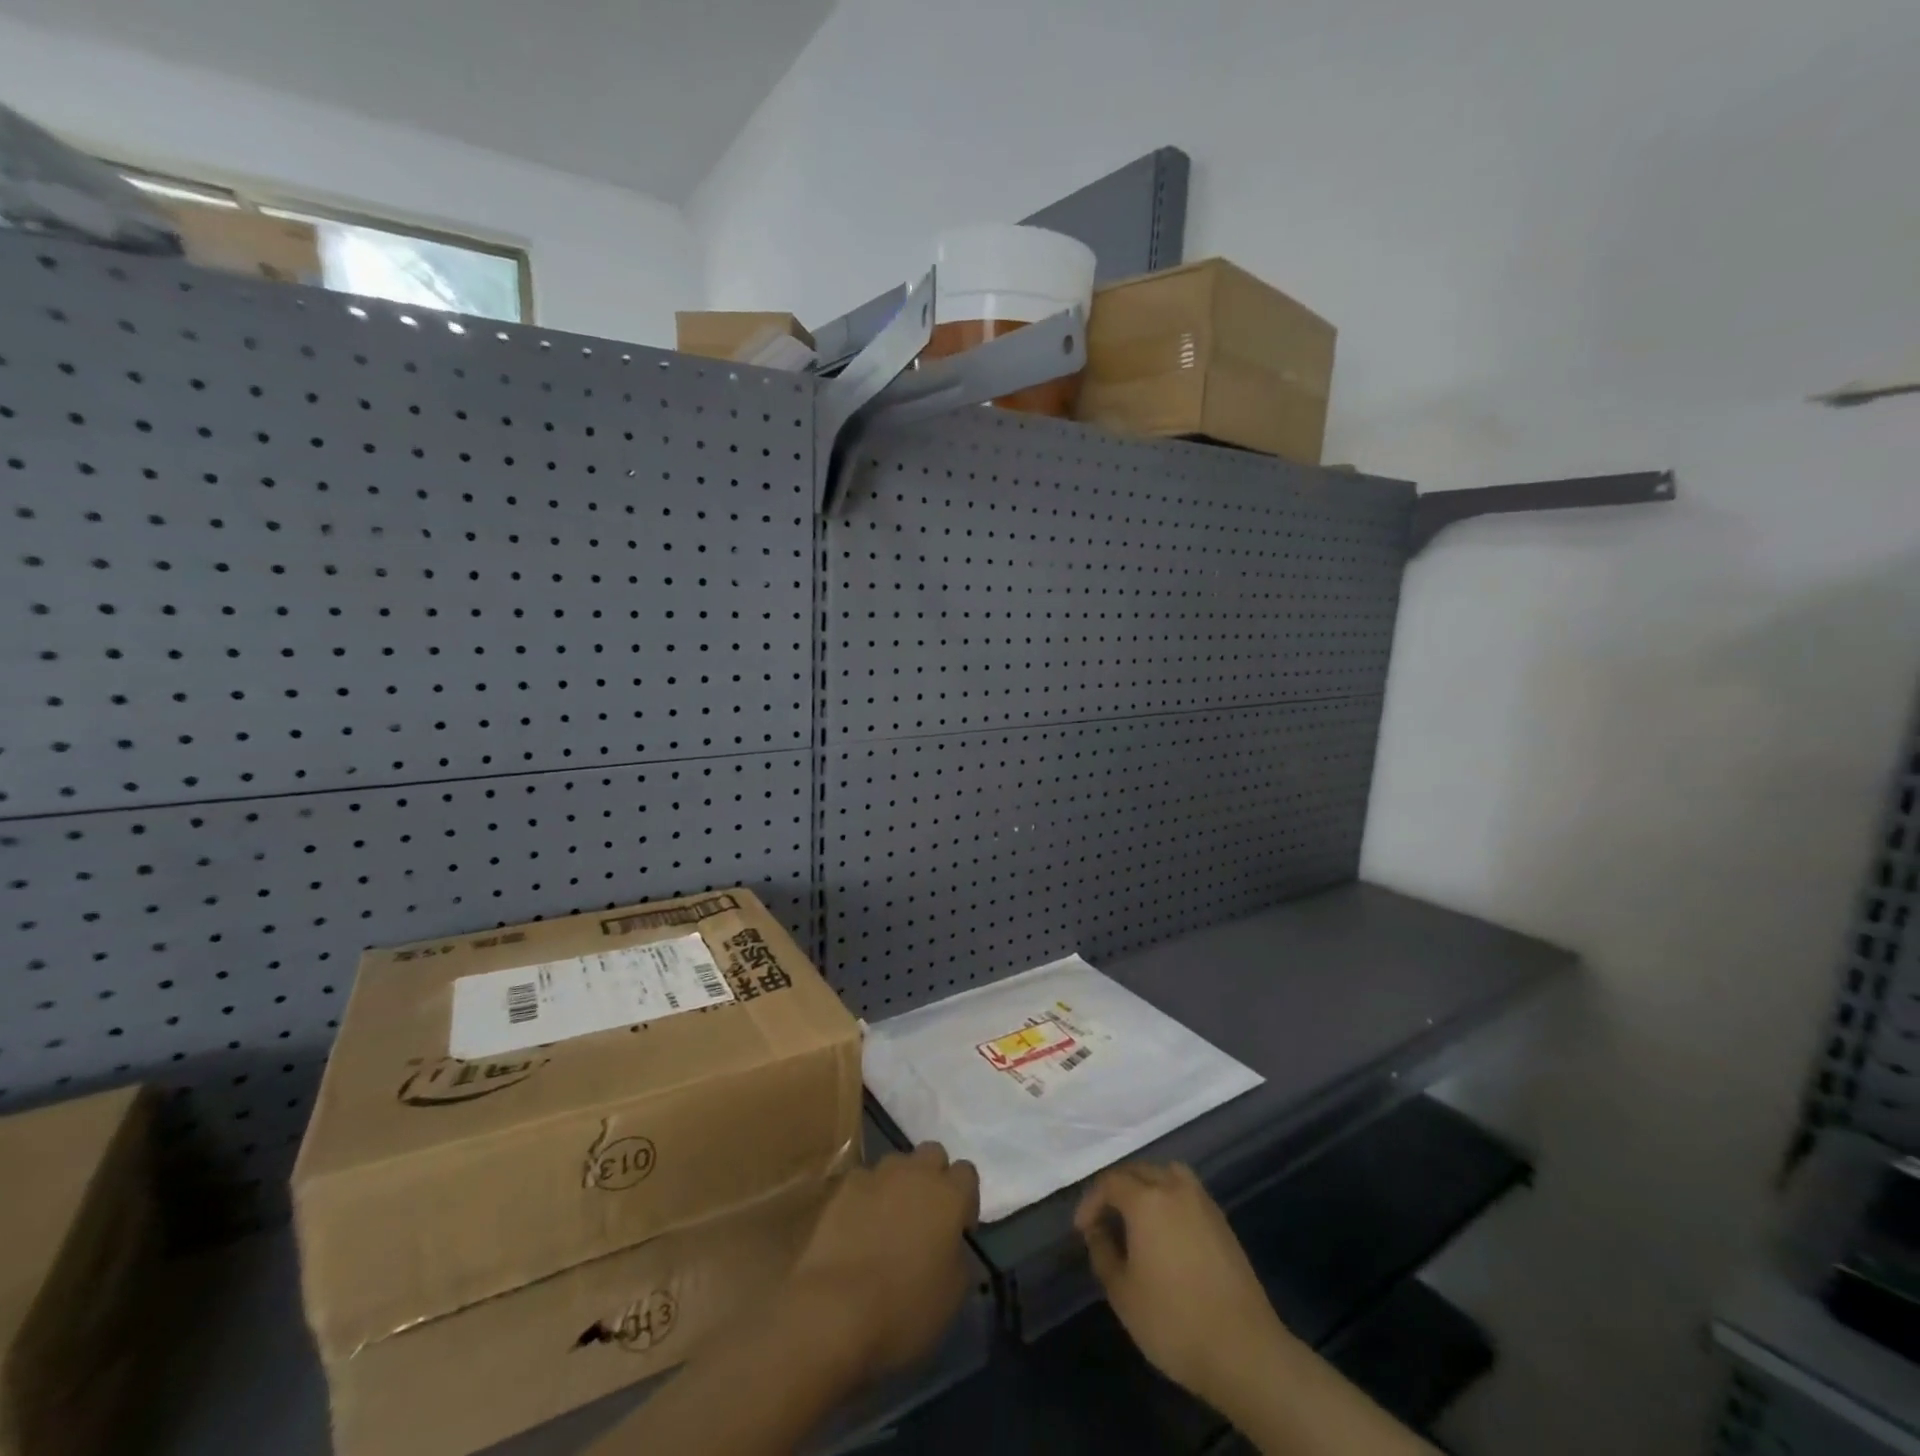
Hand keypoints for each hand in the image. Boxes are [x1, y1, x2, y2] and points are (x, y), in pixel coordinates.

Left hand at [784, 1142, 979, 1383]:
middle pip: (933, 1154)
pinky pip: (864, 1181)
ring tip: (889, 1220)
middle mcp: (917, 1172)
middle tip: (926, 1215)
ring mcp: (878, 1174)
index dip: (965, 1199)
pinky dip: (867, 1197)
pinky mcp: (846, 1186)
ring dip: (899, 1183)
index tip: (958, 1228)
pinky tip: (859, 1227)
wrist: (836, 1309)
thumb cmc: (905, 1307)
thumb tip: (954, 1245)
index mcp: (950, 1195)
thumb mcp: (953, 1294)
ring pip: (897, 1163)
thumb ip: (960, 1256)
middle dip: (933, 1176)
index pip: (967, 1173)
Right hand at [1076, 1162, 1290, 1404]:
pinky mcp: (1222, 1221)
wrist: (1244, 1350)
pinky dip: (1169, 1197)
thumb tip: (1097, 1230)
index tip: (1081, 1229)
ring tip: (1135, 1215)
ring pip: (1166, 1173)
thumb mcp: (1123, 1293)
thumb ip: (1103, 1253)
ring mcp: (1203, 1202)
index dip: (1091, 1201)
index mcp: (1146, 1199)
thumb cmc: (1174, 1321)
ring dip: (1146, 1185)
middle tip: (1103, 1218)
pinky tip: (1166, 1229)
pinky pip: (1186, 1191)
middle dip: (1116, 1188)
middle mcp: (1174, 1188)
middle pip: (1138, 1171)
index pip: (1110, 1182)